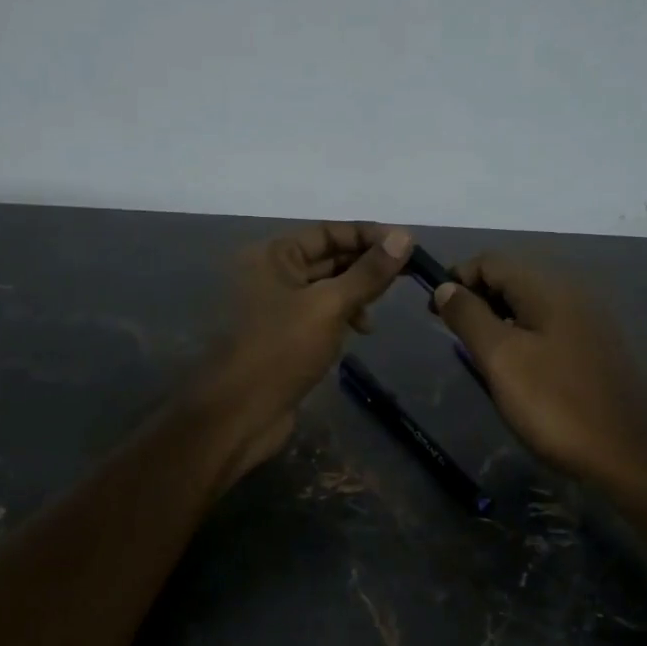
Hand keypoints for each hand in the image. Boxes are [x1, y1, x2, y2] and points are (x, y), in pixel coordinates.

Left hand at [195, 222, 412, 478]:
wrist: (239, 413)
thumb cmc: (280, 350)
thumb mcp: (329, 306)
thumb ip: (368, 273)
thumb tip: (404, 237)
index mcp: (273, 255)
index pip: (328, 231)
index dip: (368, 235)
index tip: (407, 246)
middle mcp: (271, 274)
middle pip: (327, 257)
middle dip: (365, 265)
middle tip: (407, 275)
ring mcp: (276, 307)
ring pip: (326, 288)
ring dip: (356, 293)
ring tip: (378, 311)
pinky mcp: (284, 336)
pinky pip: (320, 314)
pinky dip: (343, 316)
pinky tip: (361, 331)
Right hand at [432, 253, 646, 497]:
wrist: (628, 454)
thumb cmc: (555, 403)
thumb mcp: (500, 358)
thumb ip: (469, 316)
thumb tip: (445, 287)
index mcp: (548, 288)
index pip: (491, 261)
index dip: (456, 278)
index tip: (434, 312)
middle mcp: (571, 293)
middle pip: (511, 278)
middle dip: (476, 299)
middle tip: (453, 336)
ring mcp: (587, 321)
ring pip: (529, 304)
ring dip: (497, 319)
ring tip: (478, 354)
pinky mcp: (595, 347)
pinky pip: (547, 326)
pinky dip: (521, 335)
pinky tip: (514, 368)